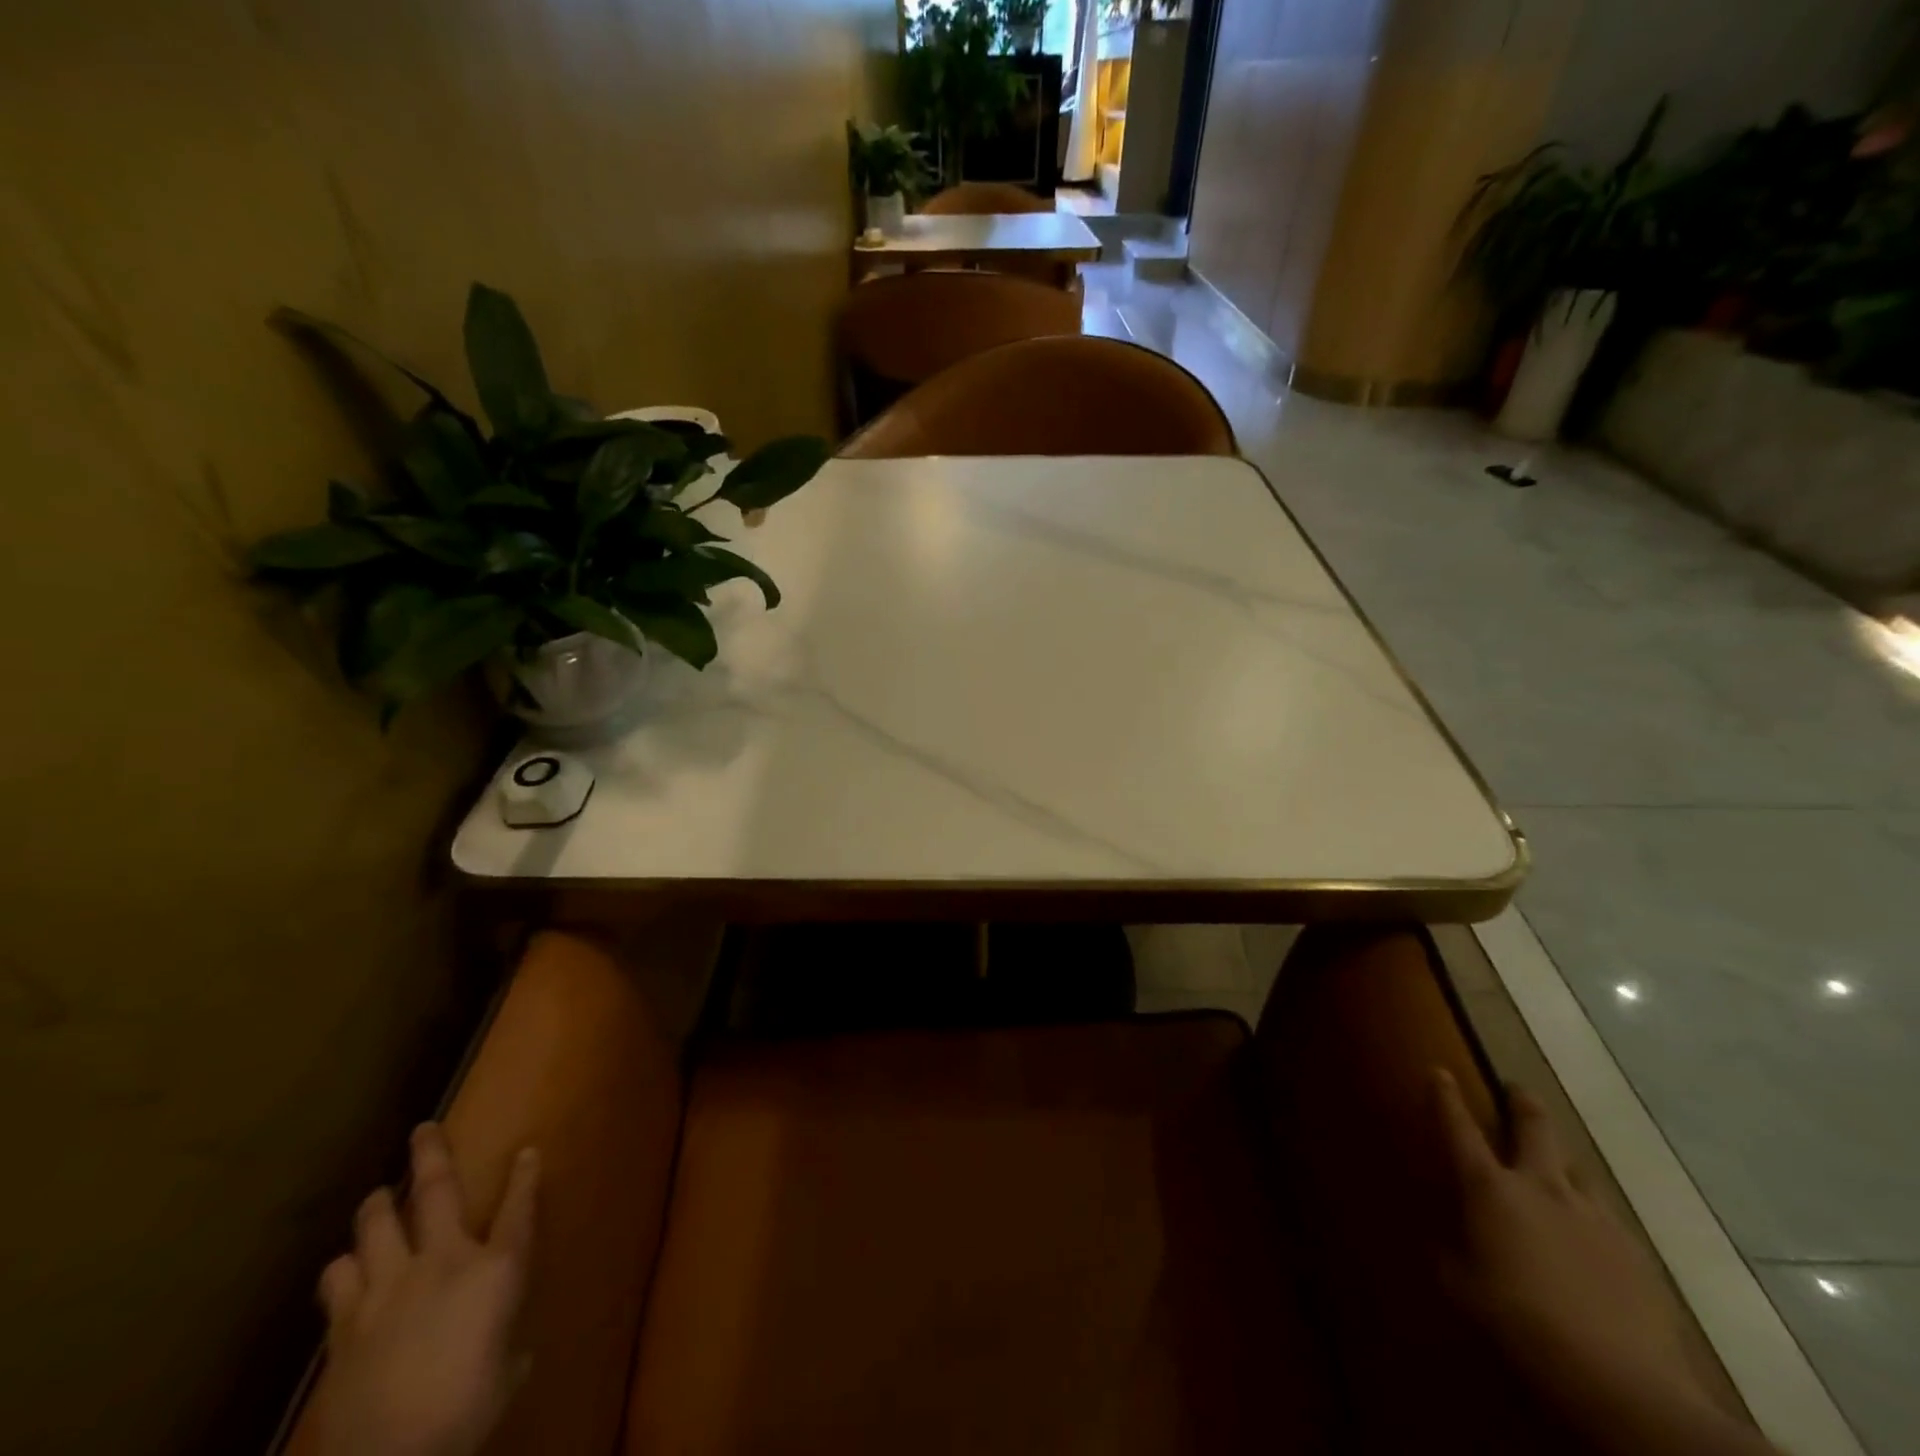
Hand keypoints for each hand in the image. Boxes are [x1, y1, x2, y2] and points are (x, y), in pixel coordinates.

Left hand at [307, 1125, 538, 1455]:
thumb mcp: (504, 1375)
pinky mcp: (345, 1322)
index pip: (519, 1209)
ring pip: (376, 1224)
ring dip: (376, 1206)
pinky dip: (344, 1267)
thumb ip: (507, 1346)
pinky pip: (338, 1278)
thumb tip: (507, 1348)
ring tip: (377, 1197)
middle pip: (438, 1191)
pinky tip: (346, 1268)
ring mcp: (389, 1287)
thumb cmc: (467, 1411)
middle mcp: (444, 1261)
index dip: (526, 1176)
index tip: (528, 1151)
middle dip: (432, 1154)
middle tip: (423, 1129)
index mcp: (496, 1270)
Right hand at [1432, 1070, 1776, 1455]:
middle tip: (1515, 1090)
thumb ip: (1452, 1254)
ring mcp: (1594, 1216)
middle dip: (1522, 1103)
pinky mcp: (1634, 1252)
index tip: (1439, 1070)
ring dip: (1560, 1159)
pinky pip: (1605, 1216)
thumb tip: (1449, 1242)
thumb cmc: (1521, 1322)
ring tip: (1555, 1166)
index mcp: (1491, 1190)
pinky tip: (1589, 1238)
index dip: (1446, 1098)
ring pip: (1576, 1167)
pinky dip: (1589, 1214)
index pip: (1460, 1130)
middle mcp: (1542, 1187)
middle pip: (1535, 1128)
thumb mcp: (1464, 1288)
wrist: (1622, 1382)